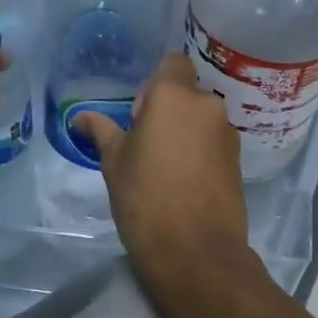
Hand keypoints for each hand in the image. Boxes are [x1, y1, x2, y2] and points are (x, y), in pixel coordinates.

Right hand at [74, 53, 251, 283]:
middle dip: (169, 110)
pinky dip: (200, 153)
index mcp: (174, 95)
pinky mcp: (239, 163)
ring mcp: (227, 134)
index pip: (172, 63)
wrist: (196, 255)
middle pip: (186, 92)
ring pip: (201, 119)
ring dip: (185, 132)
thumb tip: (79, 117)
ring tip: (166, 167)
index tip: (140, 115)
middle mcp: (206, 105)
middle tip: (147, 144)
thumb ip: (101, 130)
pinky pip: (214, 143)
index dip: (155, 83)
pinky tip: (185, 183)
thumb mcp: (114, 162)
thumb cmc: (146, 198)